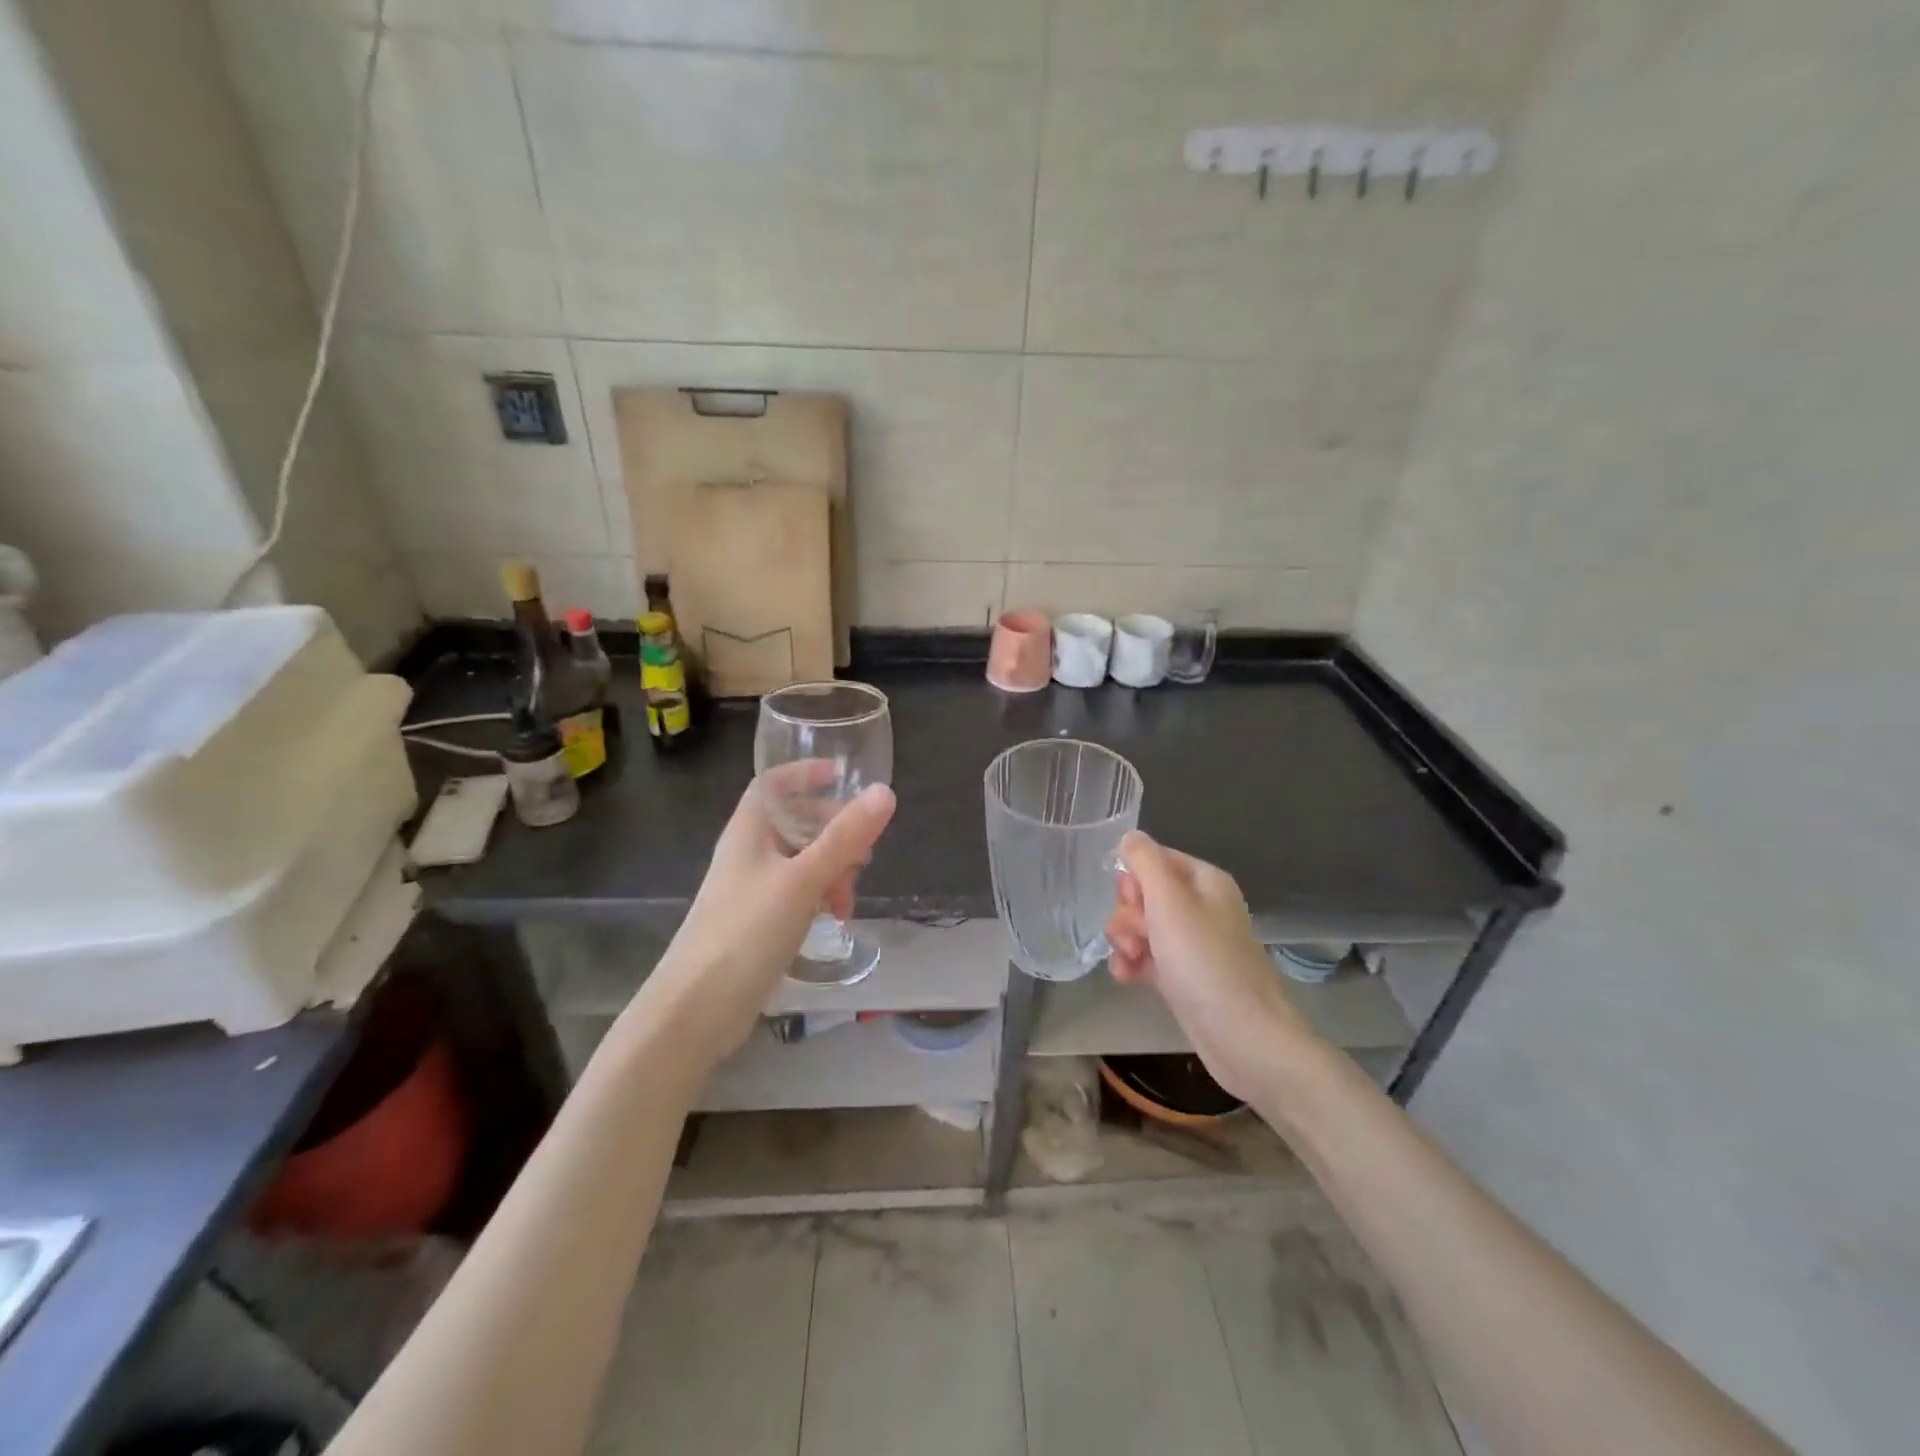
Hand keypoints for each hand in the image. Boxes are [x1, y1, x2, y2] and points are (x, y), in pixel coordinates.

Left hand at [634, 775, 895, 1071]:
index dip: (805, 773)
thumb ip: (845, 837)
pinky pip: (796, 894)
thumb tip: (885, 792)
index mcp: (749, 830)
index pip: (774, 783)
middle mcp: (748, 852)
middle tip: (865, 852)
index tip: (843, 776)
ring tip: (848, 897)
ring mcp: (751, 889)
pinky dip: (819, 897)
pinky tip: (835, 919)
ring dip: (831, 870)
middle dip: (834, 831)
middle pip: (795, 822)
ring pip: (801, 861)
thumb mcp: (803, 879)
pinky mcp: (756, 922)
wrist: (697, 1008)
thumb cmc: (746, 930)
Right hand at [1104, 831, 1317, 1101]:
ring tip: (1129, 961)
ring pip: (1141, 926)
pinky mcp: (1184, 976)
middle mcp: (1201, 907)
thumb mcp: (1169, 902)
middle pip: (1144, 893)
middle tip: (1135, 936)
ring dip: (1125, 940)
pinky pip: (1147, 956)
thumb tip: (1130, 836)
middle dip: (1128, 913)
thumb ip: (1146, 862)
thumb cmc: (1205, 962)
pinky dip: (1132, 963)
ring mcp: (1192, 943)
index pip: (1154, 859)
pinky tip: (1126, 978)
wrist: (1245, 1039)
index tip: (1133, 902)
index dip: (1134, 879)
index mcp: (1205, 881)